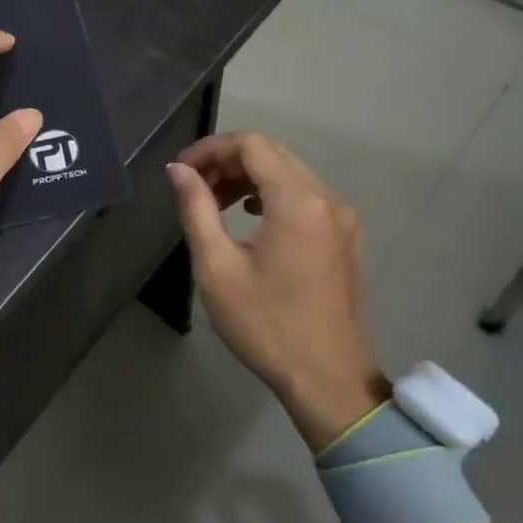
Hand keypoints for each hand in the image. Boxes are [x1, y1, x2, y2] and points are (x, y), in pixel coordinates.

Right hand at [166, 131, 389, 451]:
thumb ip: (196, 209)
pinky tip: (247, 218)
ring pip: (288, 173)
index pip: (251, 144)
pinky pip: (303, 196)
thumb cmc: (265, 324)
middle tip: (192, 188)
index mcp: (297, 201)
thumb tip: (178, 170)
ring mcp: (341, 217)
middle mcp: (326, 198)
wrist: (326, 378)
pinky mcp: (344, 236)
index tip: (181, 173)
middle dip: (227, 161)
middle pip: (271, 153)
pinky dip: (270, 194)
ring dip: (247, 178)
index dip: (210, 149)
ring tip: (213, 204)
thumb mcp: (217, 267)